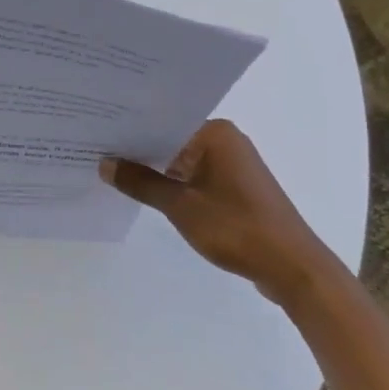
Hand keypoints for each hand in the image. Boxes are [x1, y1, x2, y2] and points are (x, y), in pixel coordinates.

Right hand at [100, 119, 338, 307]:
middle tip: (95, 149)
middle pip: (171, 138)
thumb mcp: (180, 206)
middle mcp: (226, 141)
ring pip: (182, 159)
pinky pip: (195, 175)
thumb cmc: (237, 228)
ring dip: (155, 168)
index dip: (129, 129)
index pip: (162, 121)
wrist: (293, 268)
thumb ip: (141, 183)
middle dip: (138, 149)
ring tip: (112, 169)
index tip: (97, 132)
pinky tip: (145, 190)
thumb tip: (105, 164)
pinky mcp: (235, 187)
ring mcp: (232, 164)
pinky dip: (173, 183)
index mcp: (216, 134)